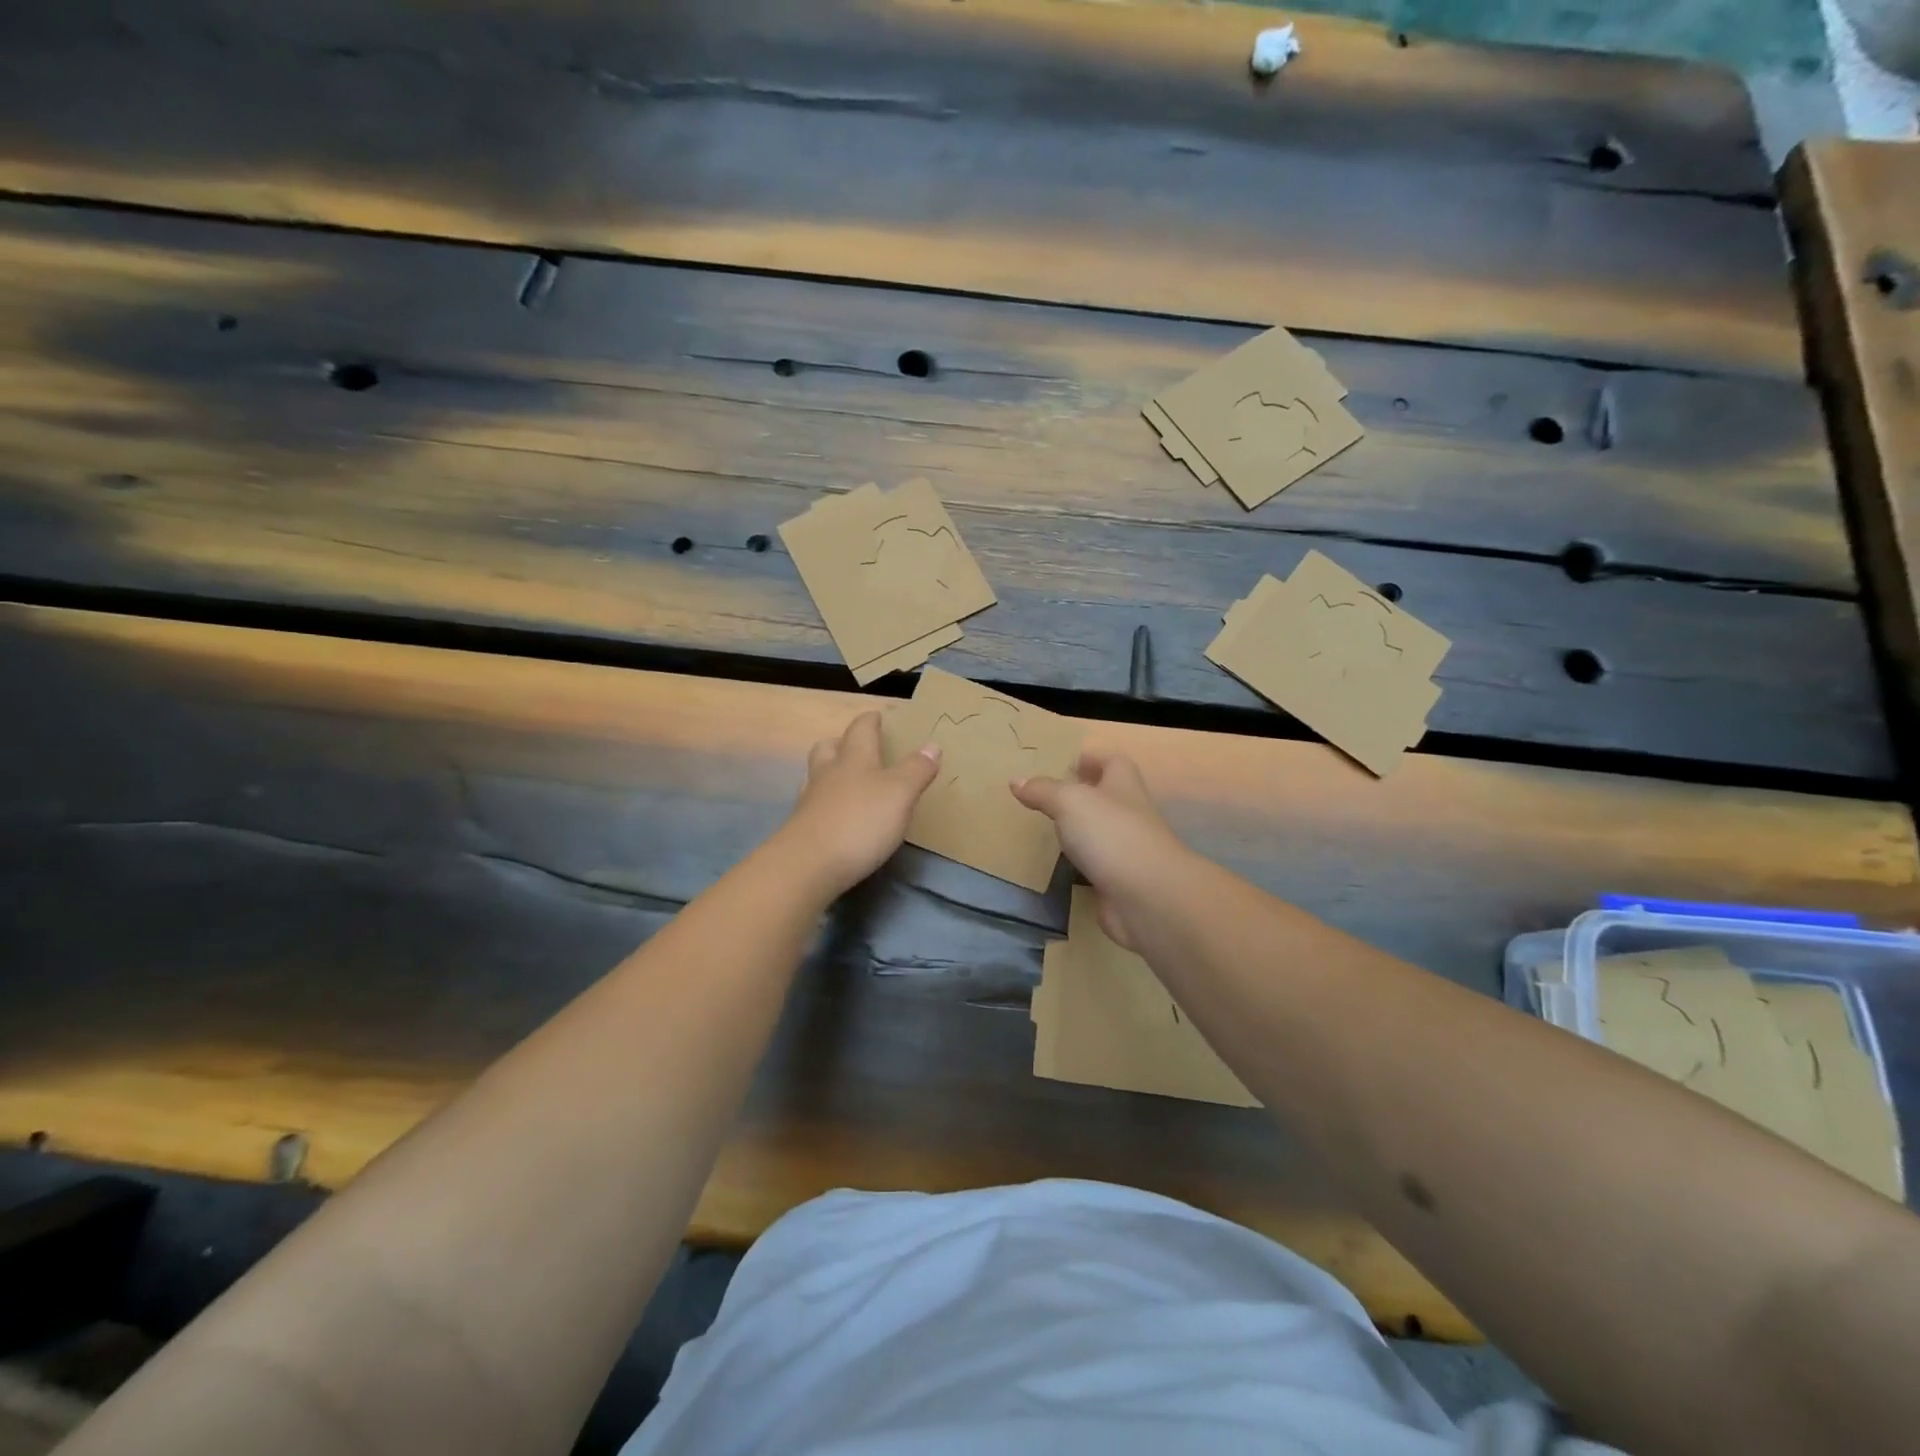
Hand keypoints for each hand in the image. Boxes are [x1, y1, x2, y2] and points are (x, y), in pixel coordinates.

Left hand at [778, 710, 940, 897]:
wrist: (808, 865)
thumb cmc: (860, 822)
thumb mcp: (900, 794)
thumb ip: (916, 770)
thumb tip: (932, 745)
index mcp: (854, 759)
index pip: (861, 730)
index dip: (870, 721)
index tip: (877, 716)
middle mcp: (828, 774)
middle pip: (828, 748)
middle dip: (841, 743)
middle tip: (856, 747)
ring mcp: (811, 802)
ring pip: (817, 776)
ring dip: (831, 773)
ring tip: (847, 782)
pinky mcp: (802, 829)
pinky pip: (815, 806)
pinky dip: (827, 804)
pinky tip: (838, 816)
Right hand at [1012, 750, 1191, 948]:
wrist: (1148, 897)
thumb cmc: (1111, 834)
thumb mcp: (1070, 801)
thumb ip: (1043, 790)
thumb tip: (1016, 781)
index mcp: (1123, 785)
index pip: (1112, 761)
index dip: (1092, 758)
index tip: (1065, 763)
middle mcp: (1129, 814)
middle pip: (1106, 797)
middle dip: (1080, 795)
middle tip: (1045, 797)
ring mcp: (1127, 849)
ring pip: (1099, 833)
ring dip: (1078, 832)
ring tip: (1045, 830)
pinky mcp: (1120, 880)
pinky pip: (1095, 866)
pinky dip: (1078, 866)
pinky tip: (1056, 867)